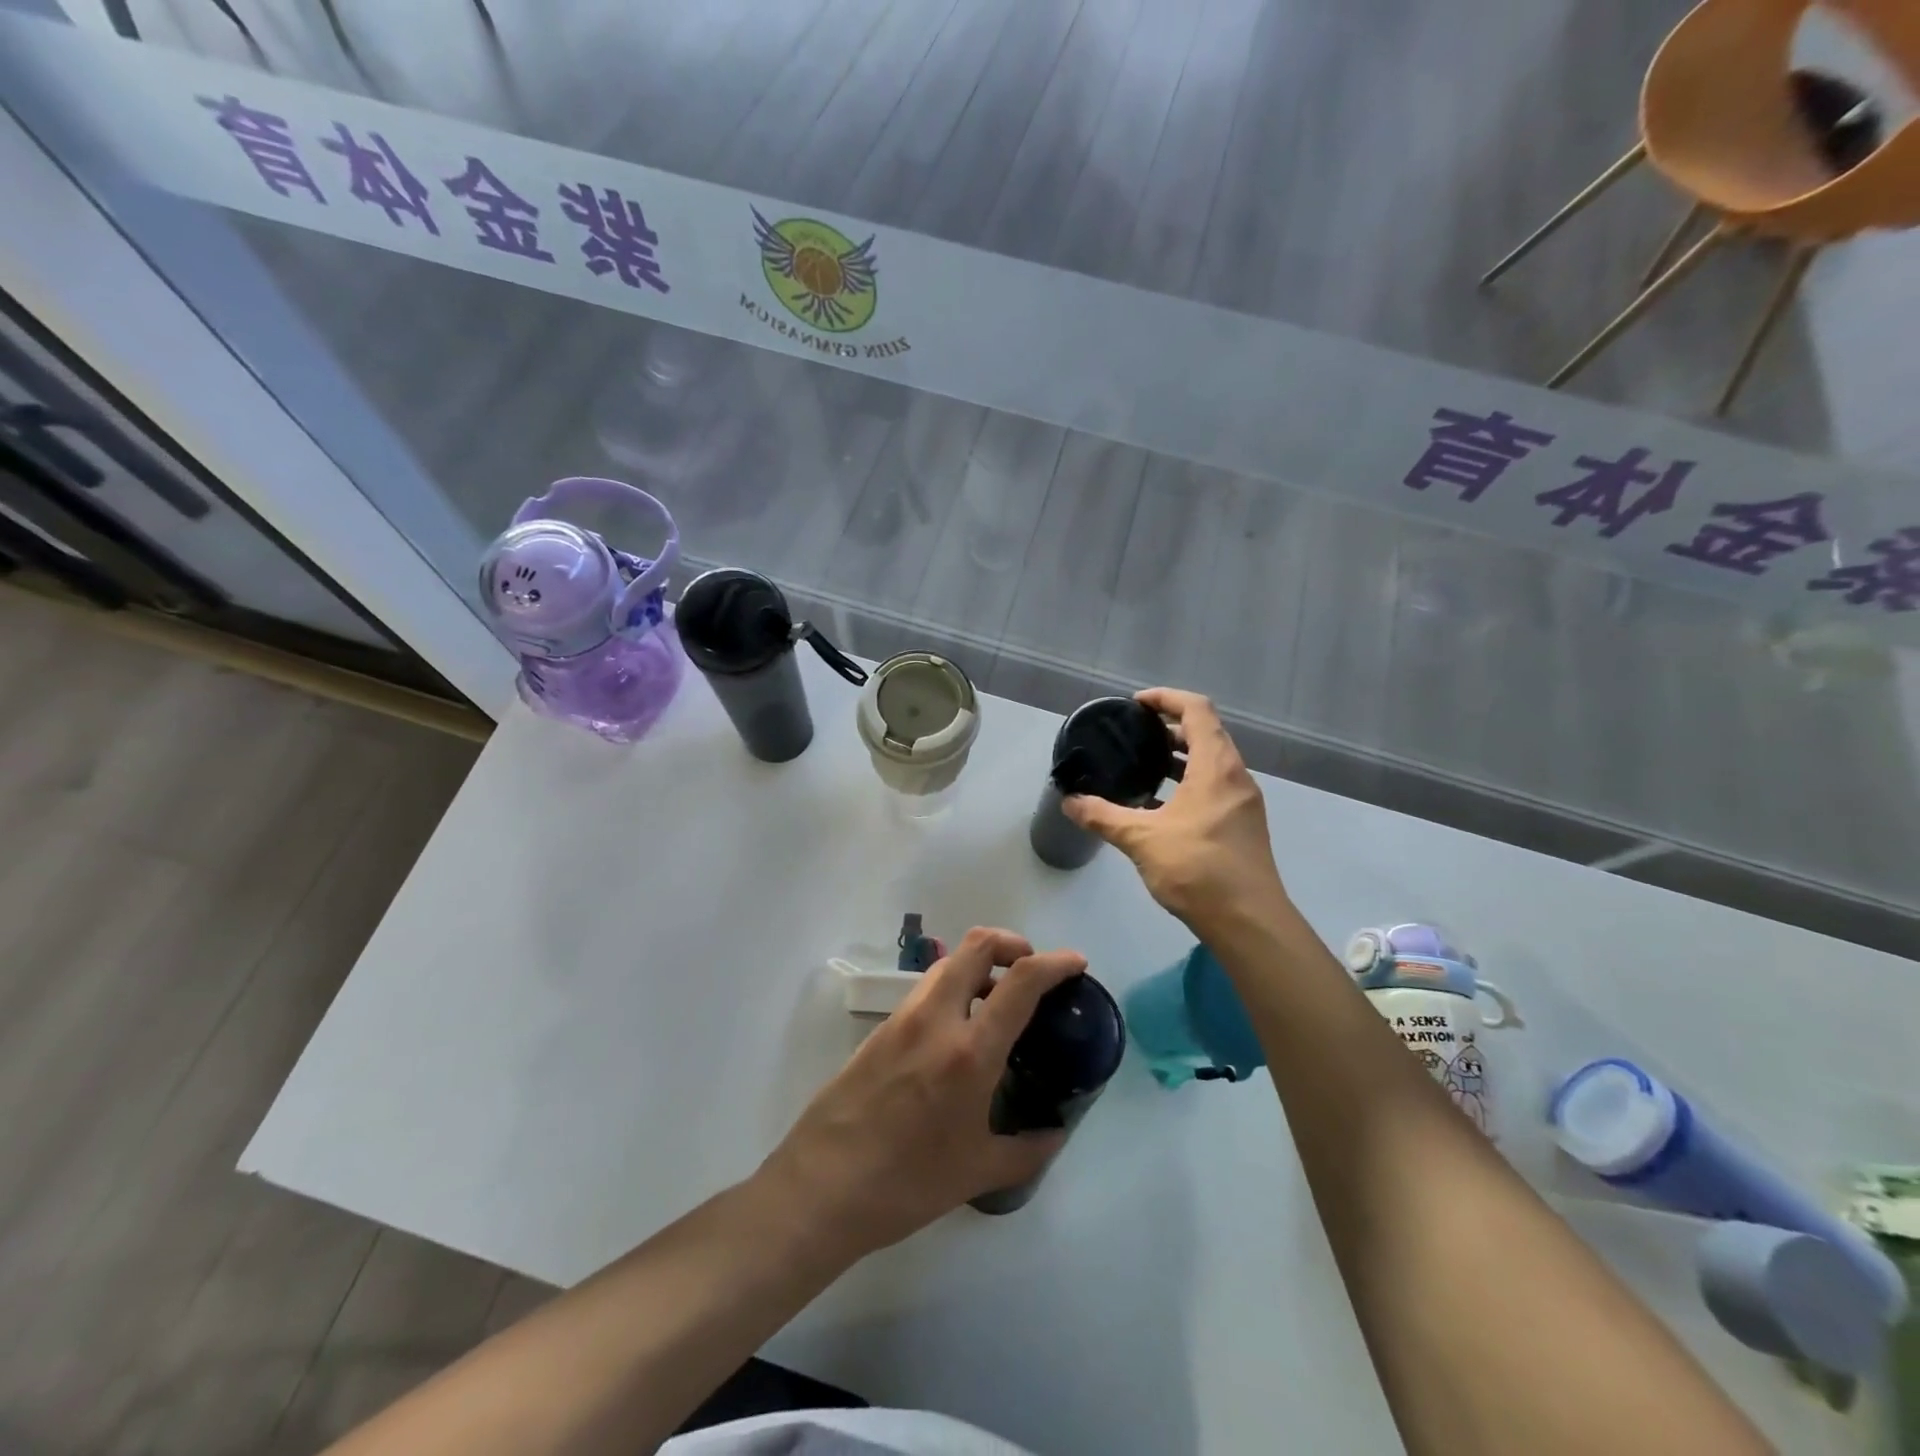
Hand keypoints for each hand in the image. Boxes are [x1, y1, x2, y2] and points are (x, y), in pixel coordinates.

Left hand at [759, 928, 1085, 1259]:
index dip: (1055, 962)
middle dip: (1012, 944)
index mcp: (969, 1050)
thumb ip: (1026, 1149)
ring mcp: (903, 1018)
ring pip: (948, 964)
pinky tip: (959, 1033)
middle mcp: (936, 1018)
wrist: (822, 1187)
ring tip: (998, 1004)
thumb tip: (1055, 1134)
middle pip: (977, 945)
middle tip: (1031, 972)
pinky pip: (926, 991)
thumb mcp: (976, 1172)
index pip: (1021, 981)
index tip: (1076, 963)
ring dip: (980, 966)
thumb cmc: (907, 1183)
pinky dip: (954, 990)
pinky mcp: (881, 1028)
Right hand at [1064, 688, 1284, 929]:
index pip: (1197, 710)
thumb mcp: (1141, 839)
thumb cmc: (1197, 869)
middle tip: (1134, 735)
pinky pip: (1215, 786)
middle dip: (1170, 727)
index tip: (1136, 704)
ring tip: (1143, 766)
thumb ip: (1103, 816)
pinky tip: (1160, 805)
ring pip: (1212, 762)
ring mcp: (1243, 802)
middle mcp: (1236, 776)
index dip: (1166, 698)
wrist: (1248, 922)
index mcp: (1216, 767)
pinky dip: (1189, 782)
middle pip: (1206, 733)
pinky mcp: (1242, 825)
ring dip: (1180, 756)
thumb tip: (1069, 801)